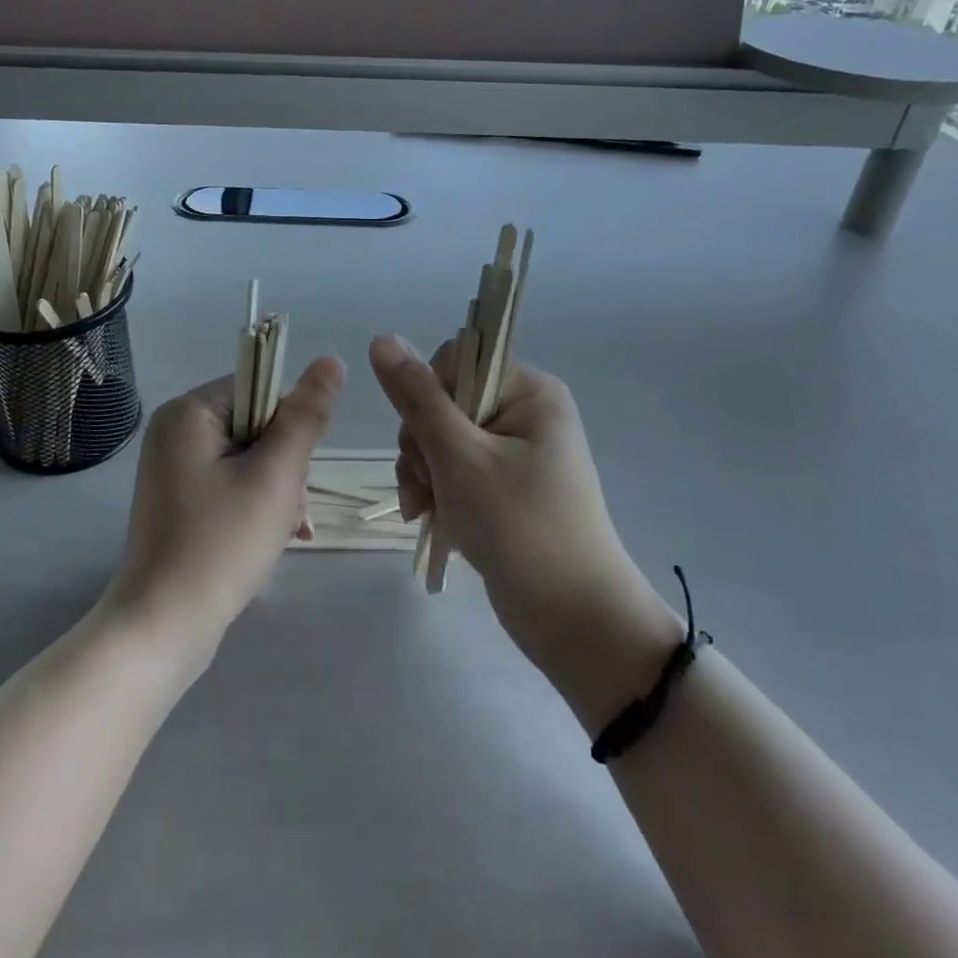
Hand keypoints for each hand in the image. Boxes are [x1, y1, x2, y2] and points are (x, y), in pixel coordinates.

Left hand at [103, 357, 344, 662]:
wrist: (164, 627)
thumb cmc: (222, 544)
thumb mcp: (276, 476)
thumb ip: (306, 416)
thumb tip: (332, 360)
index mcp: (189, 412)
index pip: (261, 388)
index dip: (290, 426)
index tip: (295, 471)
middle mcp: (174, 430)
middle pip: (256, 424)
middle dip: (285, 465)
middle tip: (289, 509)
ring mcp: (173, 466)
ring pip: (249, 457)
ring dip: (277, 488)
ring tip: (284, 530)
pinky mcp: (178, 498)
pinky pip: (230, 482)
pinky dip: (256, 503)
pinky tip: (274, 537)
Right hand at [368, 335, 677, 685]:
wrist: (574, 620)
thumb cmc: (520, 527)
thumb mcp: (460, 457)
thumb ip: (418, 398)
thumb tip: (382, 338)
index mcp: (529, 391)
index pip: (455, 363)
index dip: (428, 397)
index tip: (426, 441)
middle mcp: (525, 412)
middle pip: (444, 402)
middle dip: (422, 445)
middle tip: (426, 486)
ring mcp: (515, 452)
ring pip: (442, 439)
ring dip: (423, 472)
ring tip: (424, 509)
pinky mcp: (504, 486)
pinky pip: (455, 470)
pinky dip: (437, 491)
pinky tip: (428, 518)